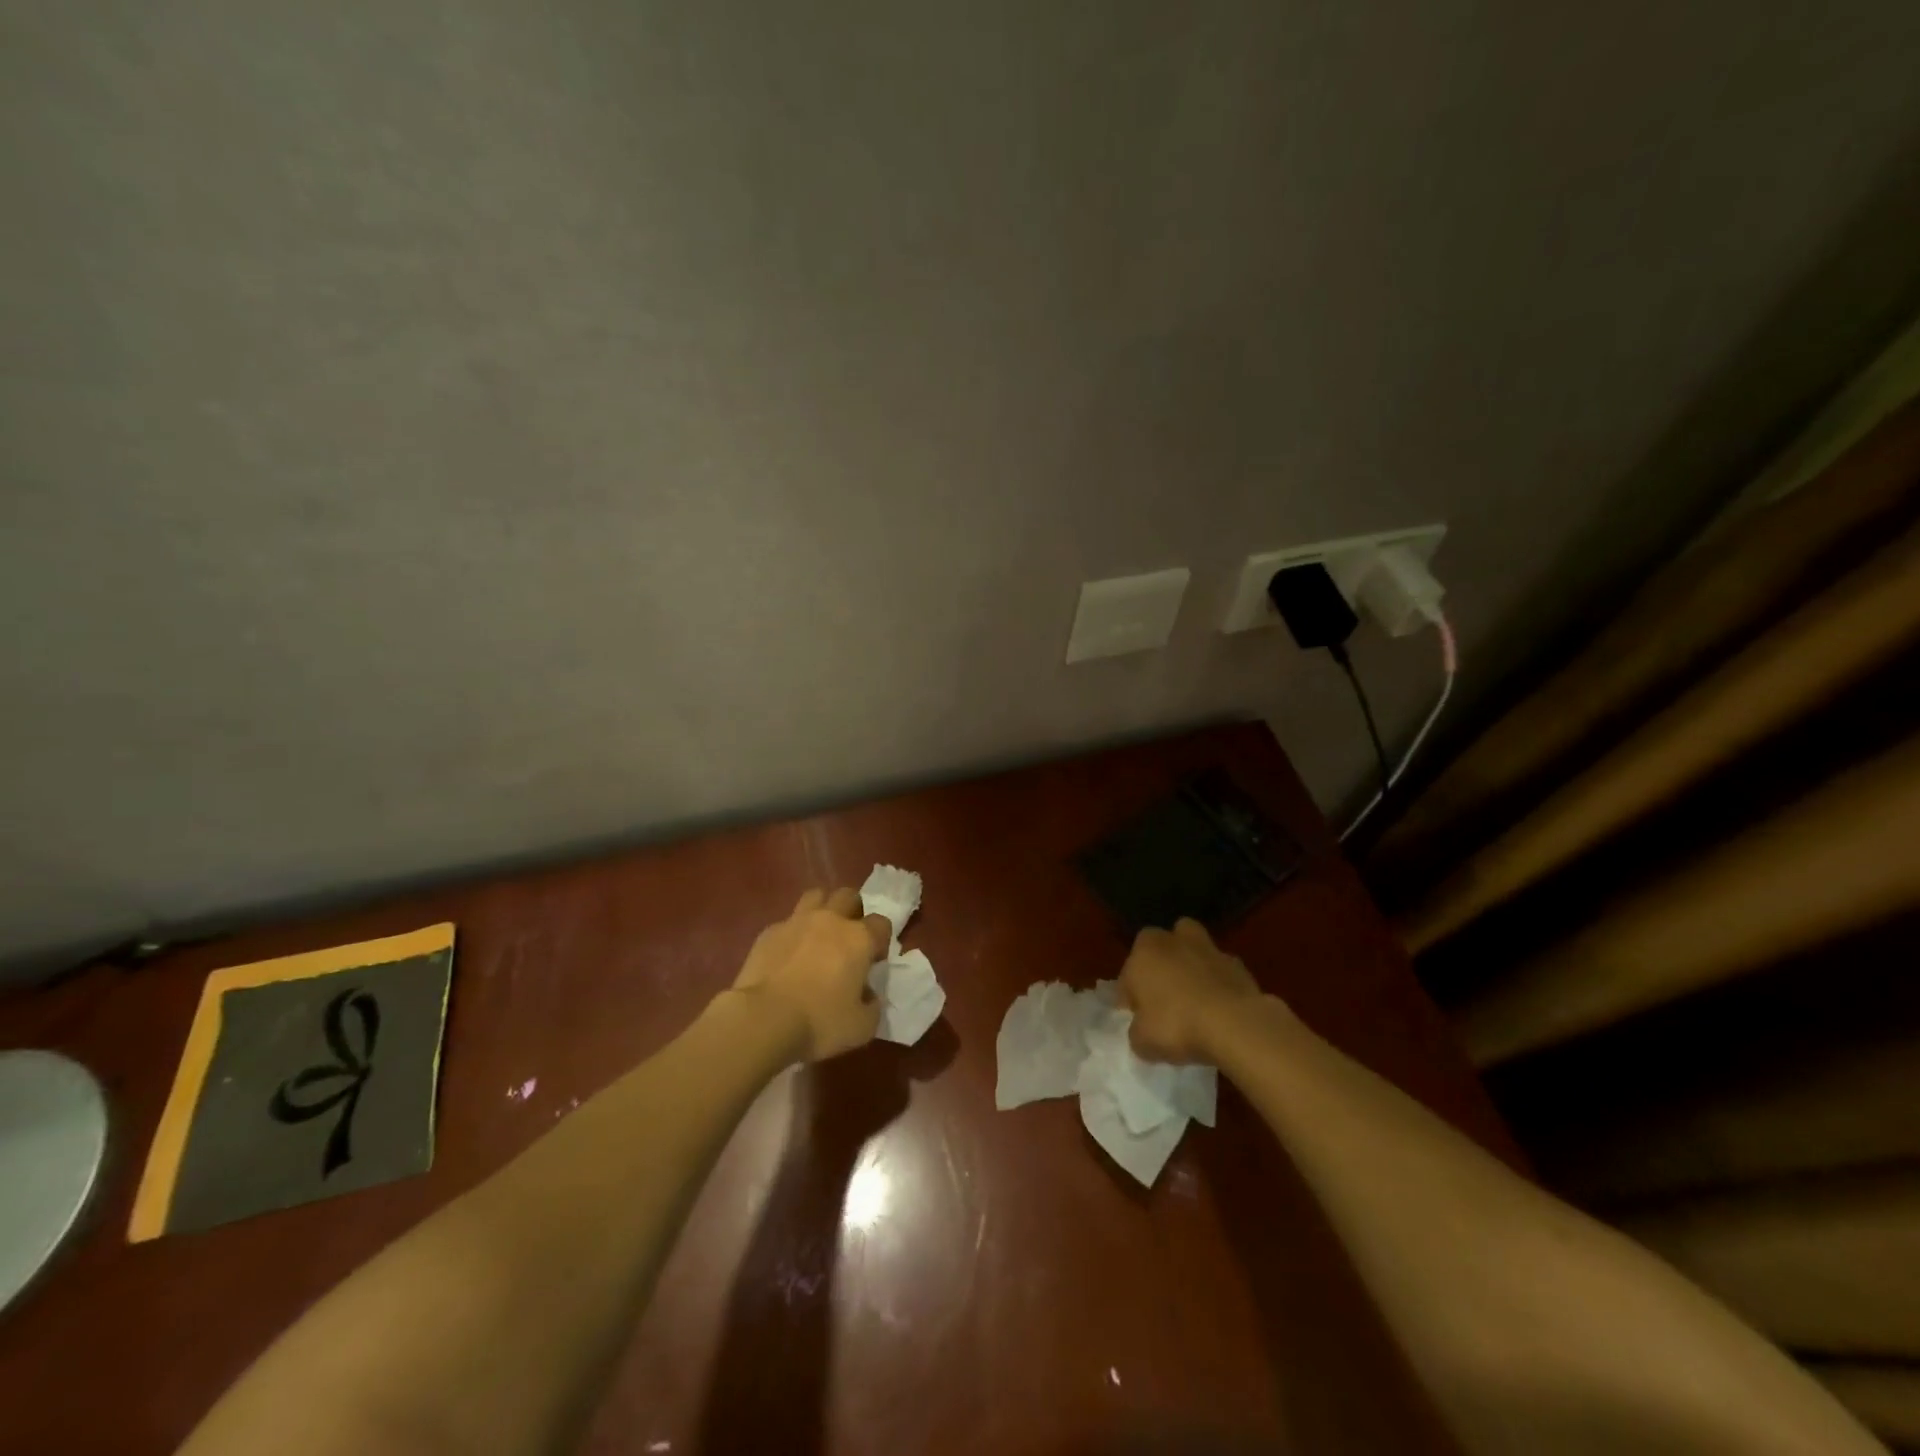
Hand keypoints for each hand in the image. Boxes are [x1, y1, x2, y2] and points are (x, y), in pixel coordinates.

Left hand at [729, 887, 891, 1061]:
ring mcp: (796, 922)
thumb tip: (867, 994)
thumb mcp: (862, 1027)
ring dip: (822, 909)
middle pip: (848, 896)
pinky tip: (786, 956)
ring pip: (815, 896)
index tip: (873, 961)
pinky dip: (791, 934)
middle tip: (847, 938)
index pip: (881, 923)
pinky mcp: (768, 932)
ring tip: (818, 935)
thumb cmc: (819, 1022)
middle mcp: (830, 920)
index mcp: (859, 939)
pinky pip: (786, 922)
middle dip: (852, 911)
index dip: (880, 940)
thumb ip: (872, 1006)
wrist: (763, 1020)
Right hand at [1118, 918, 1262, 1063]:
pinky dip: (1218, 983)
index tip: (1138, 1019)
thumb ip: (1137, 1031)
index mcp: (1143, 952)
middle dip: (1160, 966)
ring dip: (1191, 965)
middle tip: (1163, 998)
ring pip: (1193, 949)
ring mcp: (1208, 948)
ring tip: (1194, 996)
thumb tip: (1142, 1030)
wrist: (1235, 1025)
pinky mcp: (1237, 964)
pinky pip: (1220, 971)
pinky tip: (1220, 1008)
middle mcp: (1172, 941)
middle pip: (1161, 947)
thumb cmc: (1177, 1026)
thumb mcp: (1143, 1041)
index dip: (1131, 997)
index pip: (1128, 975)